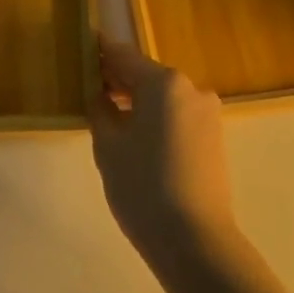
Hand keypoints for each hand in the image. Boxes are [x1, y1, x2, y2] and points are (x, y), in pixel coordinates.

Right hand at [88, 38, 238, 280]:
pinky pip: (176, 115)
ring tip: (108, 116)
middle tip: (87, 88)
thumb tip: (100, 94)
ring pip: (162, 96)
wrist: (195, 242)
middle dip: (117, 79)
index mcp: (163, 82)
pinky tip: (135, 137)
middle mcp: (190, 88)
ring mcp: (206, 114)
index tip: (80, 50)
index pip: (123, 55)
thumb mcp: (108, 144)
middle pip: (145, 74)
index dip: (99, 53)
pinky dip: (155, 117)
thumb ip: (100, 108)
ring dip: (136, 100)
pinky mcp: (213, 138)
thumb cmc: (143, 186)